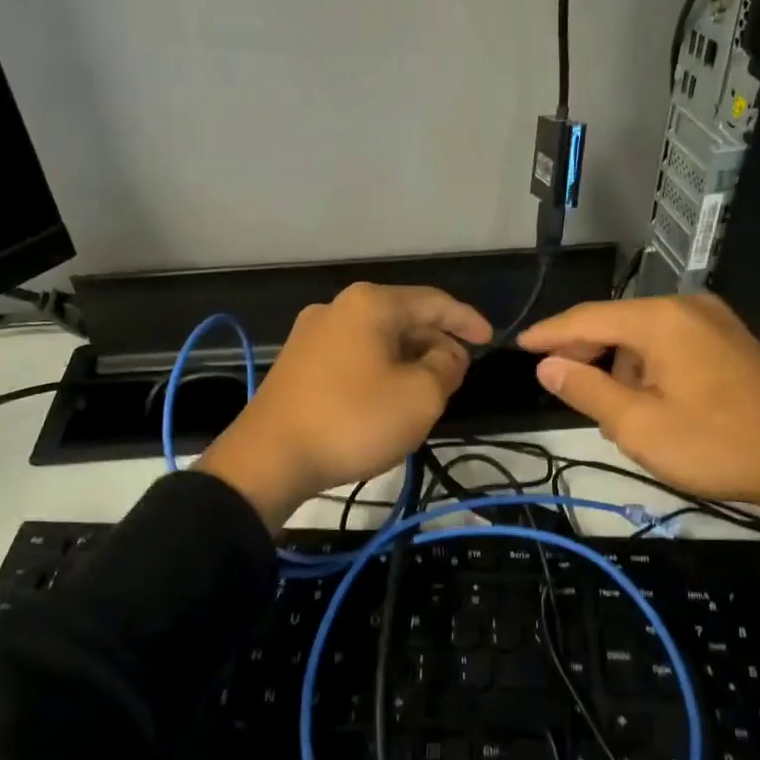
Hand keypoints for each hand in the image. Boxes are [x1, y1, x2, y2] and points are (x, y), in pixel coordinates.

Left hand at [198, 284, 492, 531]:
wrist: (269, 458)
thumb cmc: (354, 419)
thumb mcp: (420, 396)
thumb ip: (446, 367)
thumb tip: (446, 355)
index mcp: (370, 303)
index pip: (433, 301)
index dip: (467, 321)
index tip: (490, 341)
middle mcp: (338, 308)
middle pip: (403, 319)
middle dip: (435, 345)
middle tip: (456, 379)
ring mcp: (311, 335)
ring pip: (377, 341)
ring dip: (408, 362)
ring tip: (425, 394)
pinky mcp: (297, 364)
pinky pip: (353, 358)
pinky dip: (379, 372)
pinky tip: (386, 400)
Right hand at [517, 294, 759, 532]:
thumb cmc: (715, 445)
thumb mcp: (639, 426)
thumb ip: (586, 390)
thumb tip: (547, 365)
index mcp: (662, 320)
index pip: (588, 318)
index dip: (550, 333)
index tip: (519, 345)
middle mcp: (687, 307)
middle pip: (617, 322)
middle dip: (585, 351)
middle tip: (560, 385)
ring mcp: (714, 321)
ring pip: (643, 335)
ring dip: (617, 364)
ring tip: (607, 407)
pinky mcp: (730, 340)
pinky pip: (670, 343)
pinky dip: (646, 365)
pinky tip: (645, 398)